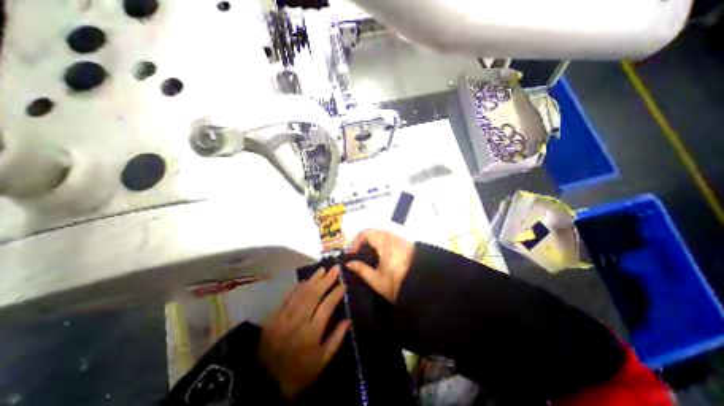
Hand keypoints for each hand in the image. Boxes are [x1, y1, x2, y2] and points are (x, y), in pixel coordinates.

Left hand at [260, 266, 350, 398]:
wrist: (265, 384)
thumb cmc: (299, 373)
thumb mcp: (322, 361)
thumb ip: (336, 339)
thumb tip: (348, 320)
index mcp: (311, 333)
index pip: (327, 306)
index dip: (336, 293)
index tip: (343, 284)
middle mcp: (298, 321)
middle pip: (314, 295)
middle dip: (326, 280)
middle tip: (335, 268)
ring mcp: (284, 317)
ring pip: (301, 293)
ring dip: (313, 279)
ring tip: (322, 269)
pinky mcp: (274, 317)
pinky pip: (287, 298)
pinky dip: (297, 287)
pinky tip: (304, 280)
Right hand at [348, 230, 415, 302]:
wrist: (423, 286)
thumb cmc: (398, 284)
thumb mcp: (376, 280)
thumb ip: (361, 269)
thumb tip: (349, 263)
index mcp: (384, 244)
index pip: (366, 233)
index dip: (356, 241)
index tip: (354, 254)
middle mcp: (392, 237)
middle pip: (373, 231)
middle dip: (364, 241)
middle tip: (359, 254)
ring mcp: (400, 239)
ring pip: (381, 233)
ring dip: (373, 241)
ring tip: (369, 255)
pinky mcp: (405, 242)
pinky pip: (389, 237)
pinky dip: (381, 242)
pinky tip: (381, 254)